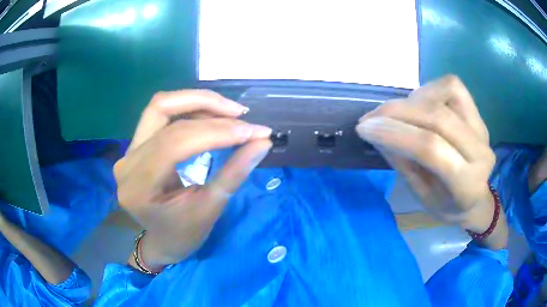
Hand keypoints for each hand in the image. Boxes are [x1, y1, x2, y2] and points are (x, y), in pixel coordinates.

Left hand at [114, 90, 272, 268]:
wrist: (161, 241)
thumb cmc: (183, 235)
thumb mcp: (210, 210)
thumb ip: (234, 173)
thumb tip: (263, 141)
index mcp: (139, 186)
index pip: (176, 142)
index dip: (218, 131)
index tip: (255, 132)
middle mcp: (128, 161)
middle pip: (164, 112)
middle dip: (209, 107)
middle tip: (242, 115)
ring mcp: (129, 150)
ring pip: (162, 106)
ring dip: (198, 101)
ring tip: (230, 113)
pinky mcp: (136, 145)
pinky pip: (162, 114)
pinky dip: (190, 109)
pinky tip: (212, 116)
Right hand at [356, 76, 498, 234]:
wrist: (474, 199)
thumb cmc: (446, 206)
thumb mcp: (421, 196)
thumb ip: (403, 162)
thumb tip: (378, 130)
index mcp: (467, 184)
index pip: (431, 149)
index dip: (395, 133)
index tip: (364, 128)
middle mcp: (480, 152)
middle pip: (438, 117)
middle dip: (397, 112)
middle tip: (371, 118)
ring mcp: (481, 128)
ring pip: (447, 93)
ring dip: (413, 99)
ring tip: (398, 114)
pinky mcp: (477, 114)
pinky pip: (452, 86)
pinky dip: (429, 90)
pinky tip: (418, 104)